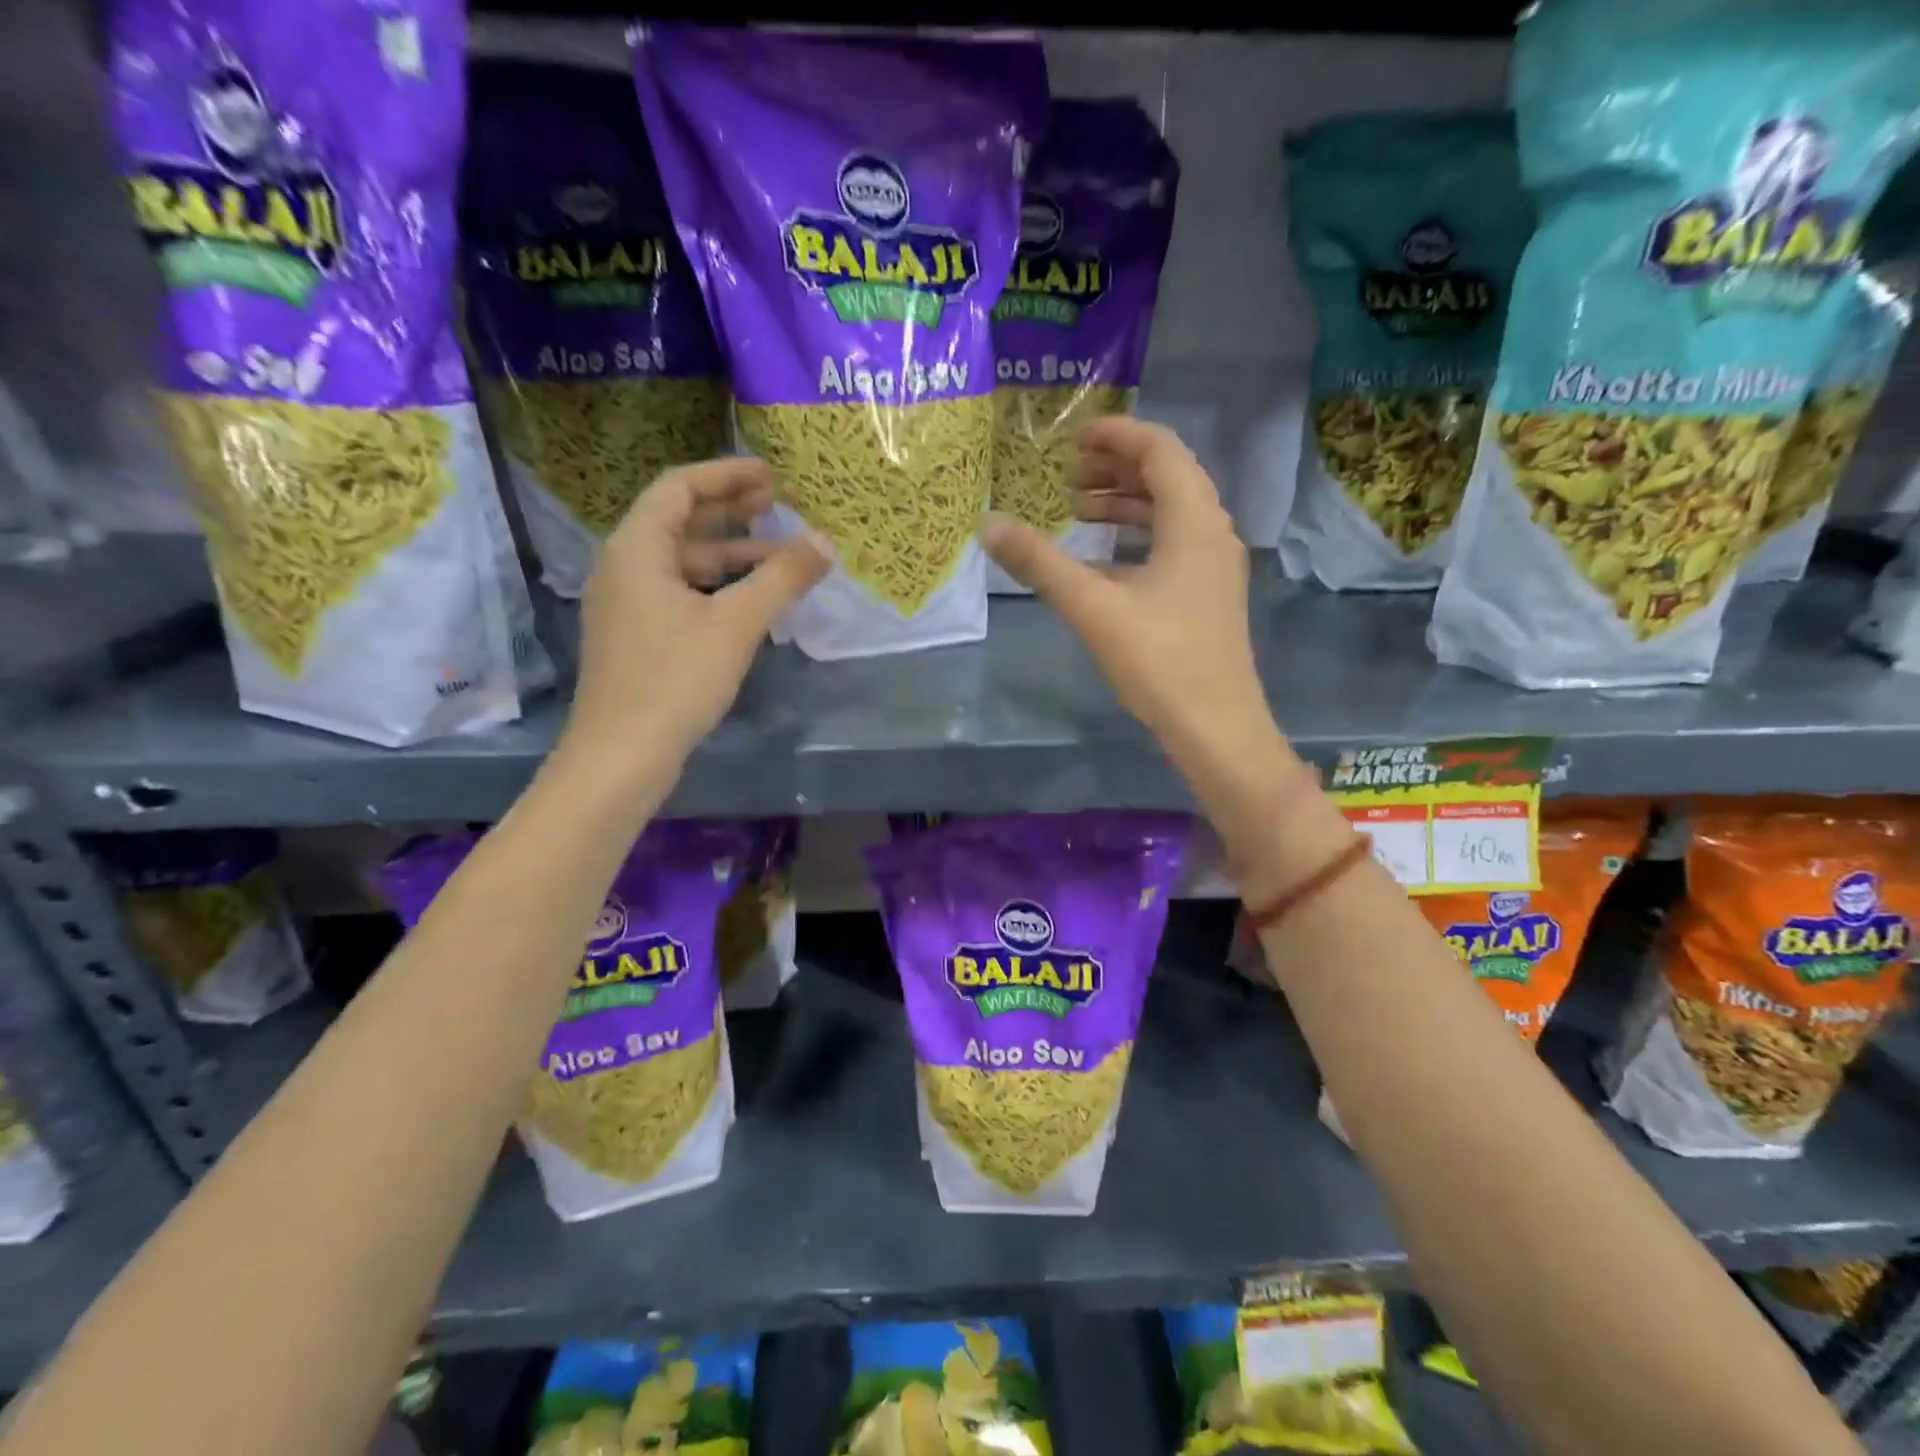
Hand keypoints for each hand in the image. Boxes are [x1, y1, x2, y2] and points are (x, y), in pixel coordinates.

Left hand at [562, 456, 830, 772]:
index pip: (680, 487)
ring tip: (780, 556)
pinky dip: (717, 585)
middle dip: (731, 511)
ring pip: (683, 561)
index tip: (771, 475)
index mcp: (637, 548)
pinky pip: (680, 591)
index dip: (726, 475)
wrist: (621, 755)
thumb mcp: (735, 624)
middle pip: (680, 521)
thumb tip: (825, 543)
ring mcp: (628, 604)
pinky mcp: (637, 636)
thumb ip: (782, 578)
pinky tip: (751, 600)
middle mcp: (624, 566)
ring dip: (730, 553)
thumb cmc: (675, 680)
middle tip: (778, 505)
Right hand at [982, 417, 1311, 826]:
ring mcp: (1215, 565)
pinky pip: (1173, 543)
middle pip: (1167, 476)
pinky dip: (1136, 536)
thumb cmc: (1159, 661)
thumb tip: (989, 525)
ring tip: (1078, 509)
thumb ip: (1041, 563)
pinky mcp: (1209, 593)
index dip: (1116, 435)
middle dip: (1116, 467)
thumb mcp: (1093, 608)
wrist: (1216, 726)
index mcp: (1193, 521)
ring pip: (1171, 512)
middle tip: (1068, 474)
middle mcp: (1213, 532)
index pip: (1160, 450)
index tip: (1072, 438)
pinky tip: (1103, 559)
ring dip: (1125, 502)